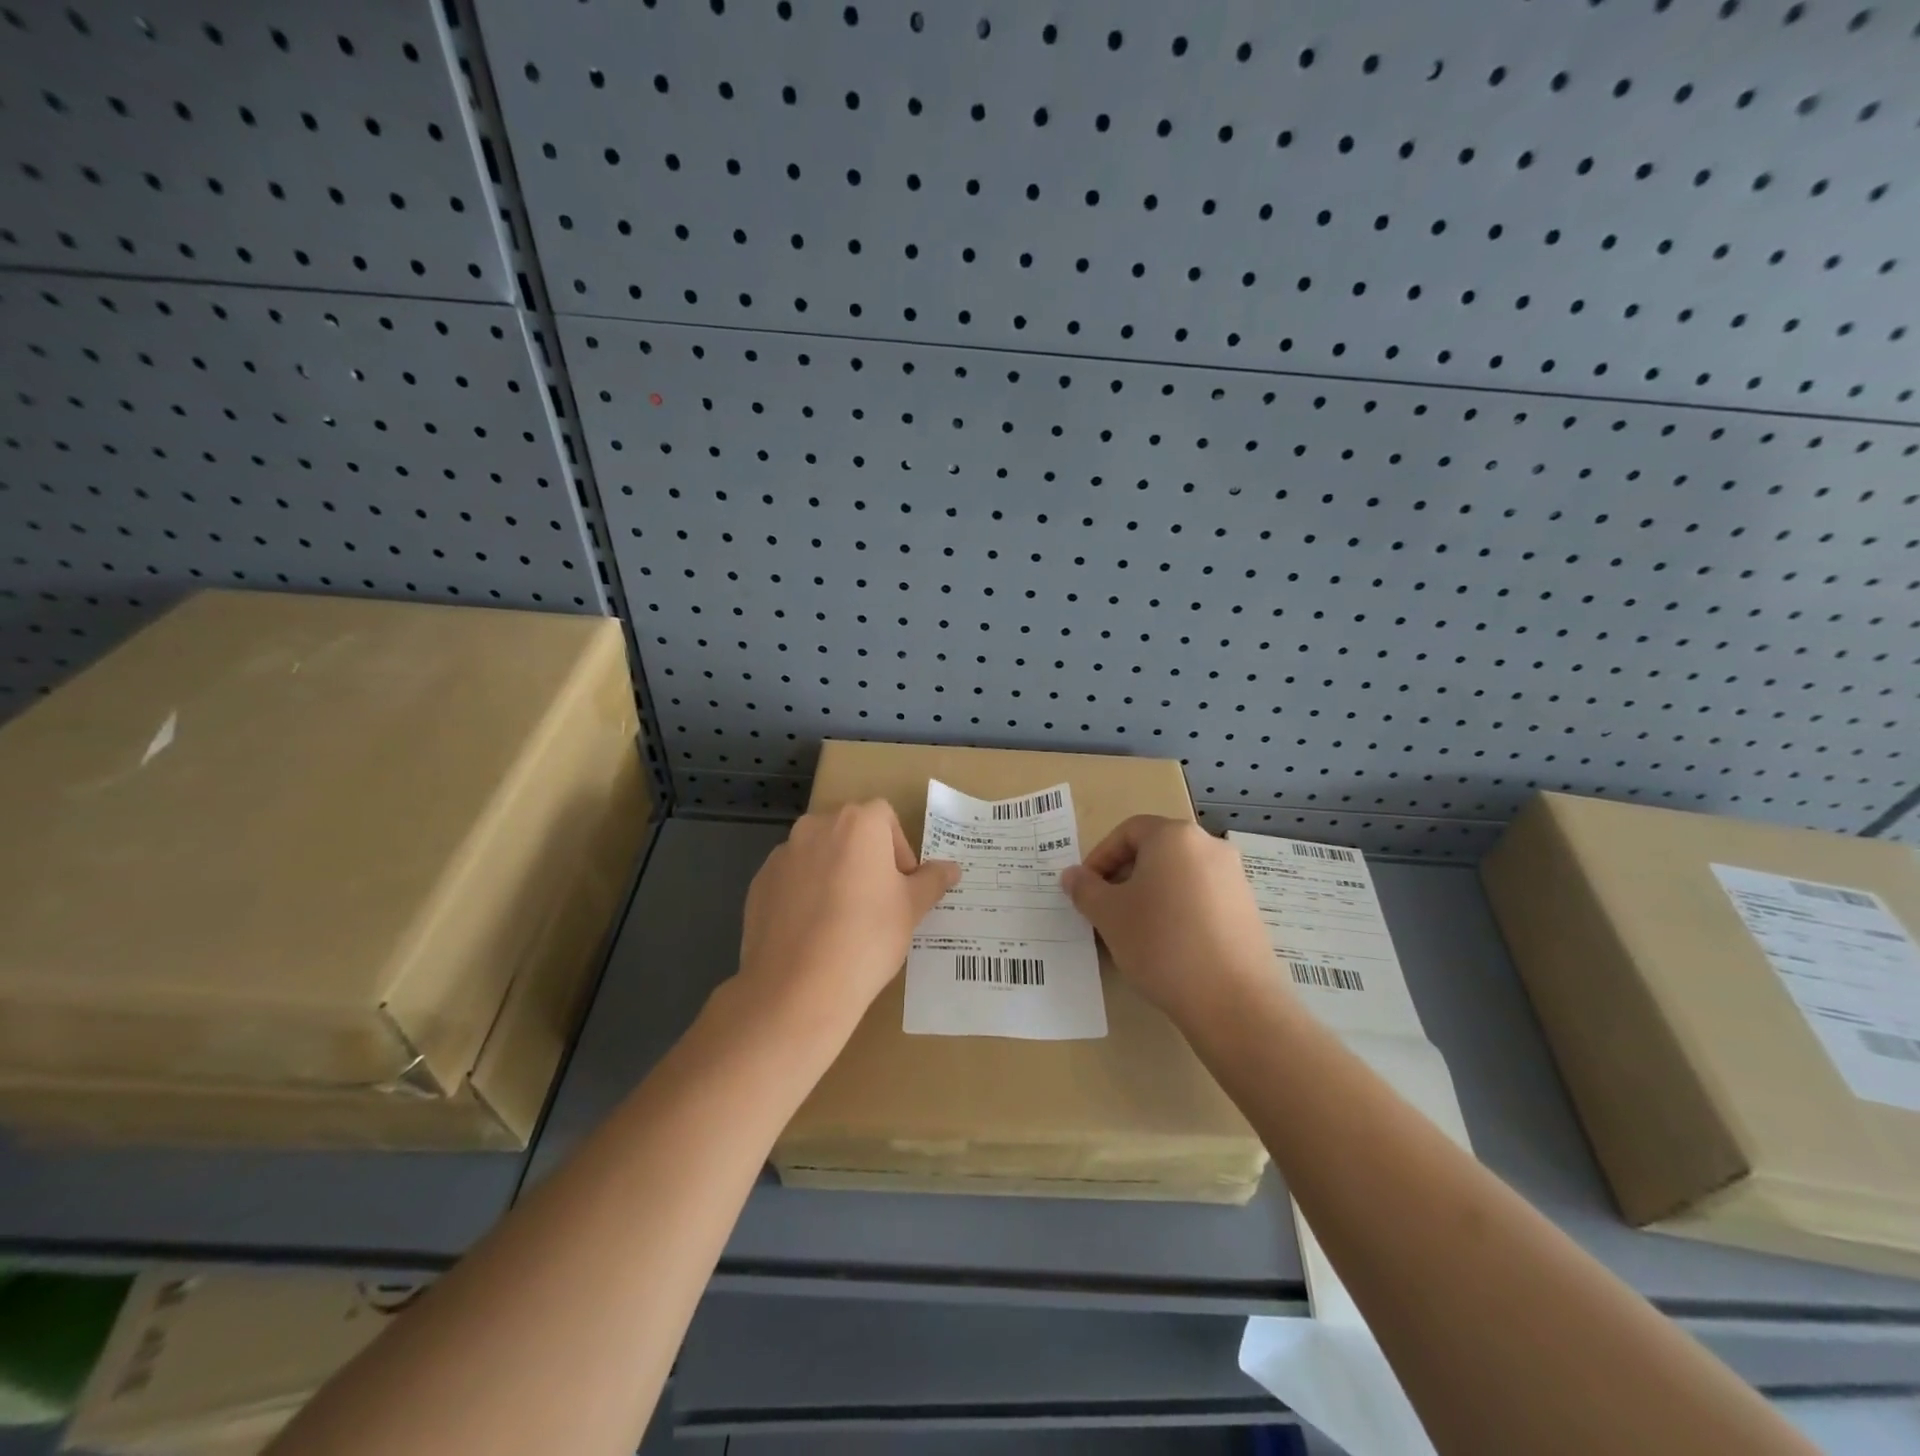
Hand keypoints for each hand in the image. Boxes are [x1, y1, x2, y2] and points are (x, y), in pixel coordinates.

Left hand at [736, 801, 959, 1031]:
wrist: (798, 988)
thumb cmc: (867, 937)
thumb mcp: (912, 909)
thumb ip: (932, 881)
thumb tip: (951, 868)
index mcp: (857, 823)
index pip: (885, 818)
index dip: (899, 849)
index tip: (902, 886)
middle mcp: (815, 827)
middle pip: (849, 831)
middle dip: (866, 858)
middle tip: (878, 902)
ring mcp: (782, 855)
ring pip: (818, 855)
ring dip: (834, 874)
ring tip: (843, 921)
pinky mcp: (759, 884)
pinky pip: (792, 879)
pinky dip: (805, 894)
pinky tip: (813, 933)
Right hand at [1061, 817, 1277, 1026]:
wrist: (1233, 1000)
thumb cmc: (1160, 943)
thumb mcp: (1109, 915)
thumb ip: (1085, 889)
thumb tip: (1073, 876)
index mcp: (1174, 836)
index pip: (1127, 832)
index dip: (1100, 857)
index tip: (1086, 890)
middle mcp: (1209, 846)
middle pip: (1155, 851)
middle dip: (1124, 876)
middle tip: (1106, 910)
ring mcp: (1234, 877)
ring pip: (1178, 875)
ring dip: (1150, 895)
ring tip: (1134, 931)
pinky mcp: (1247, 909)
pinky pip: (1201, 897)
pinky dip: (1178, 910)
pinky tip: (1168, 945)